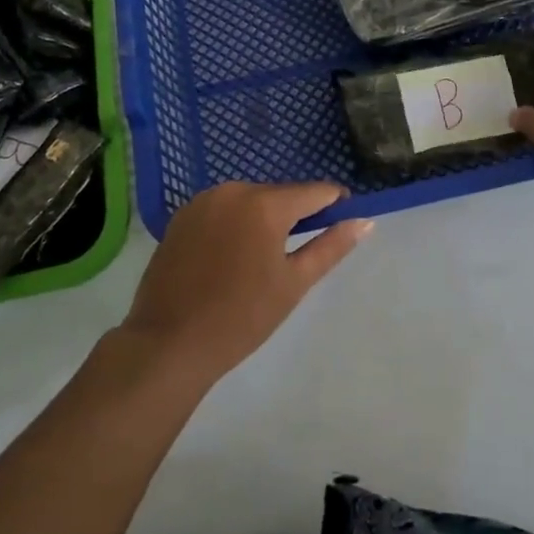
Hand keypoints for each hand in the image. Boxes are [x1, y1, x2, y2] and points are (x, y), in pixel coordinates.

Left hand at [119, 181, 370, 386]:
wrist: (169, 343)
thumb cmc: (241, 317)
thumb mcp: (294, 283)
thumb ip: (331, 247)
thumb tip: (365, 221)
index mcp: (265, 204)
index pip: (314, 191)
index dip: (333, 202)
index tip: (342, 220)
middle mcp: (234, 190)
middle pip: (279, 195)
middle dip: (294, 215)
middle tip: (298, 253)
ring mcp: (204, 200)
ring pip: (249, 201)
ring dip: (262, 219)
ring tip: (261, 260)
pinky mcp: (181, 216)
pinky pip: (221, 210)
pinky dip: (233, 225)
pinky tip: (229, 258)